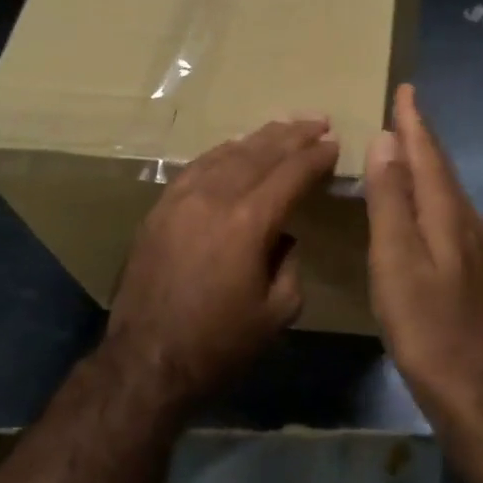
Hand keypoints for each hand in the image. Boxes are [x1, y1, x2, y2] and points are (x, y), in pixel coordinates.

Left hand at [105, 118, 338, 409]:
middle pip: (259, 153)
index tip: (335, 143)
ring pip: (227, 154)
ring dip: (259, 138)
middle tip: (318, 121)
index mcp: (248, 223)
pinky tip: (235, 148)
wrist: (147, 361)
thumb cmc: (219, 344)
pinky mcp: (160, 209)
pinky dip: (223, 152)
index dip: (316, 157)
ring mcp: (181, 199)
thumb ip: (290, 264)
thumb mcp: (278, 313)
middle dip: (293, 135)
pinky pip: (197, 166)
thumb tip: (284, 238)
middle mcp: (214, 198)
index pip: (290, 174)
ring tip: (284, 126)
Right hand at [365, 85, 482, 421]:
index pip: (427, 153)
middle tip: (404, 110)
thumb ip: (391, 198)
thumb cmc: (426, 323)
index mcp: (447, 211)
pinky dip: (429, 193)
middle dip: (422, 136)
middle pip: (441, 167)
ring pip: (446, 190)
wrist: (475, 386)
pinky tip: (420, 205)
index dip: (414, 121)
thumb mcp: (397, 258)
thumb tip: (387, 139)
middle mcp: (466, 220)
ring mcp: (472, 246)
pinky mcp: (469, 268)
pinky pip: (446, 211)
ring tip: (407, 147)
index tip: (406, 89)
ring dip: (426, 163)